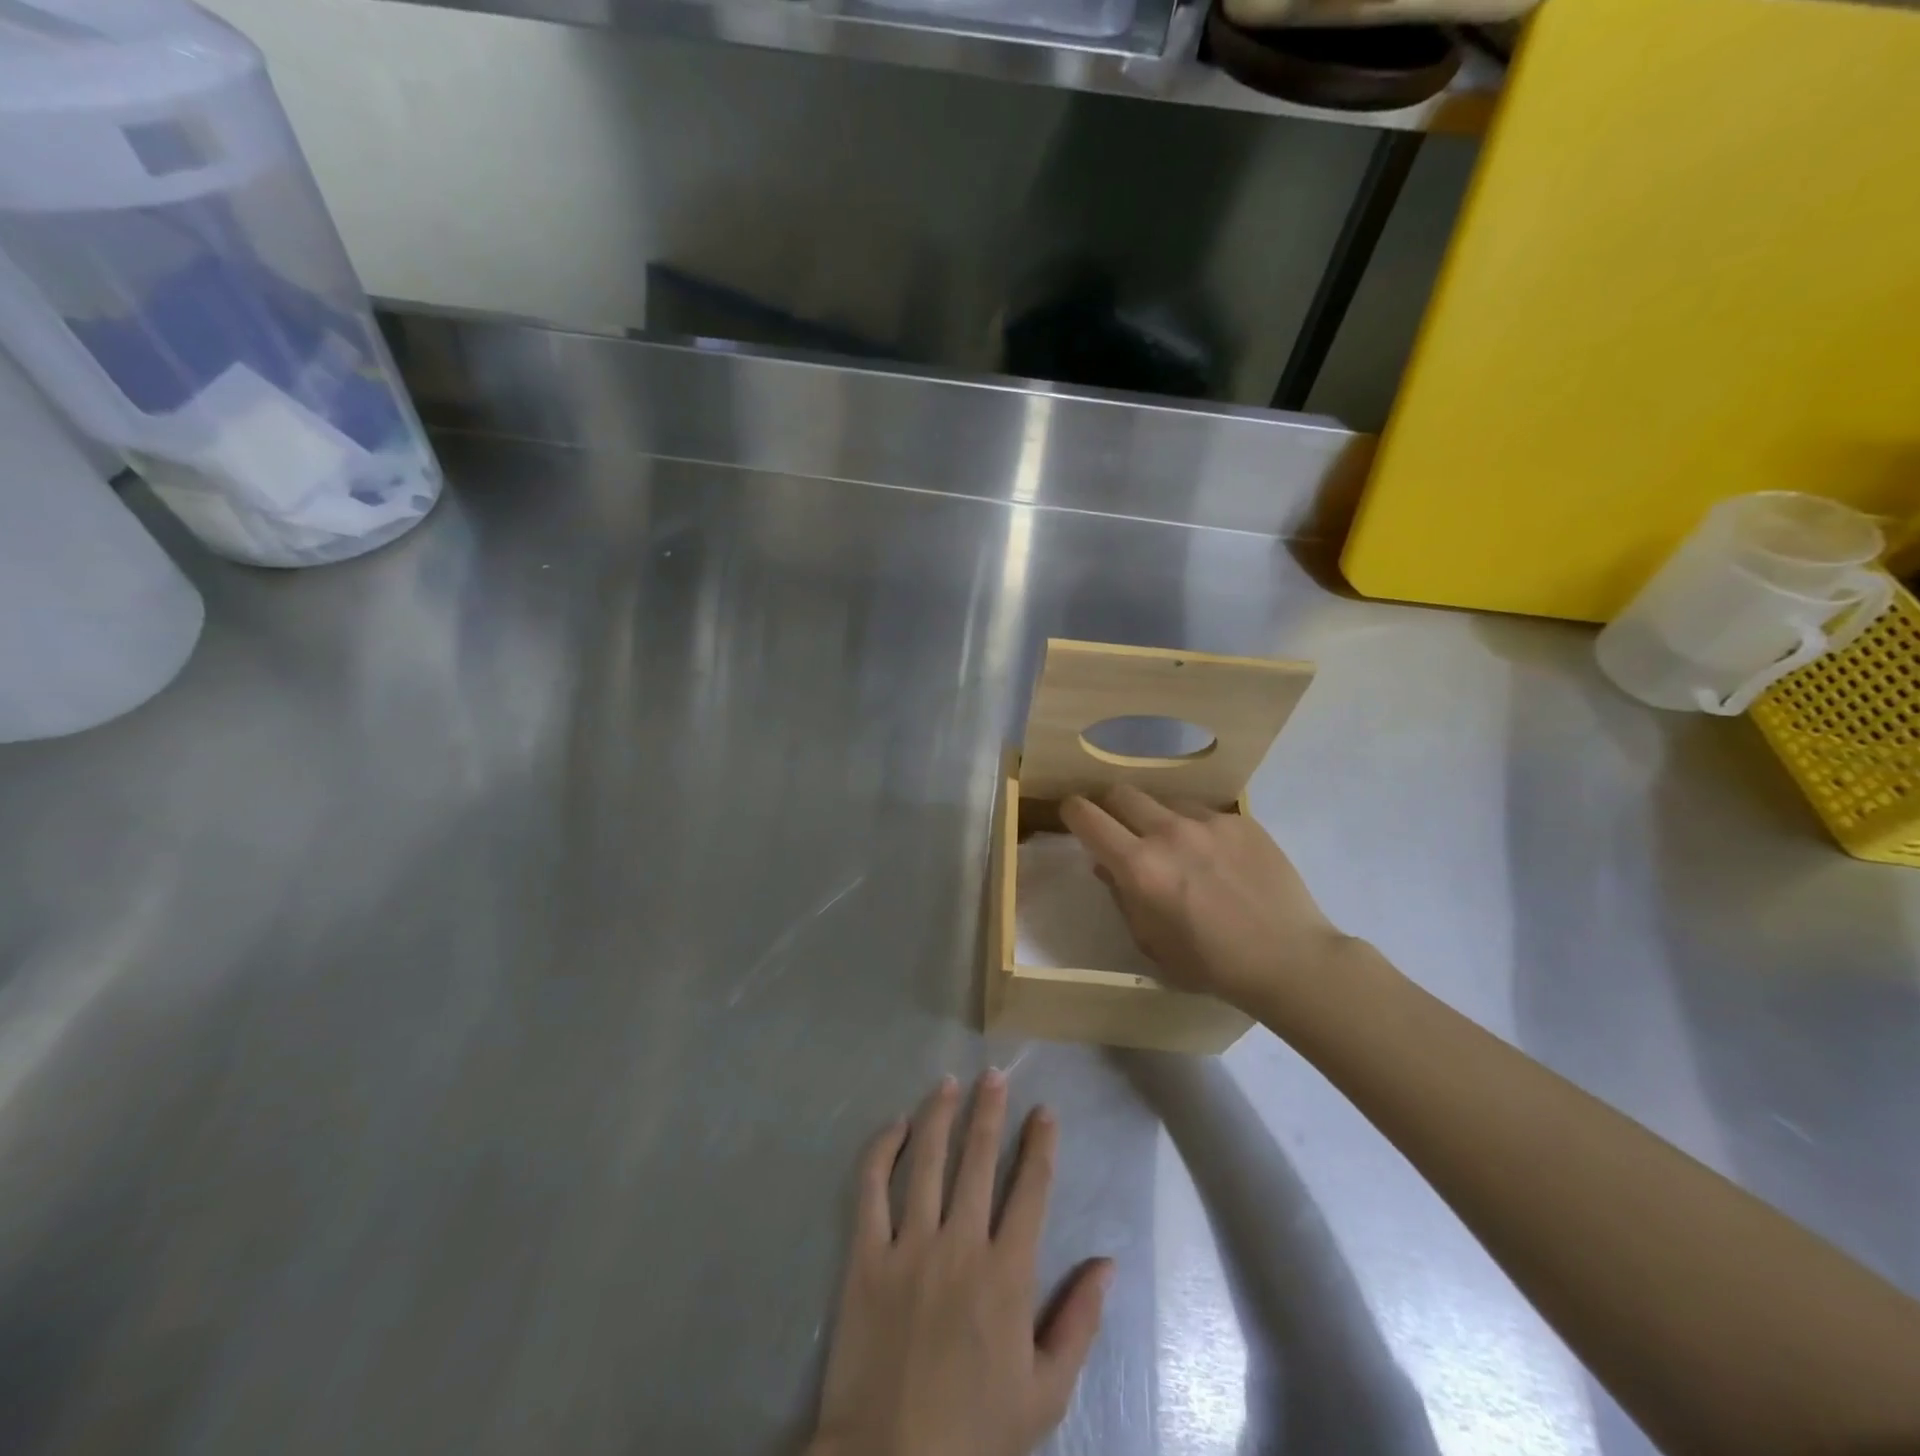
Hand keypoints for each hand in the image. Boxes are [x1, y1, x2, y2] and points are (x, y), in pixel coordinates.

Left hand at [808, 1072, 1112, 1455]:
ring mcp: (909, 1245)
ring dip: (939, 1115)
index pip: (1030, 1190)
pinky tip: (895, 1126)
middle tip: (994, 1075)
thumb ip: (1079, 1322)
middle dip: (989, 1111)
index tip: (1045, 1112)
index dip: (1039, 1145)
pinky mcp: (866, 1256)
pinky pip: (871, 1189)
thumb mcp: (1046, 1393)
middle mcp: (960, 1244)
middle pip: (978, 1160)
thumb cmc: (975, 1432)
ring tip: (948, 1082)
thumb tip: (1108, 1263)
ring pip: (927, 1161)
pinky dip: (882, 1151)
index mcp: (1007, 1274)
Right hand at [1061, 785, 1353, 1012]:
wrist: (1290, 959)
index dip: (1071, 812)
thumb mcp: (1151, 942)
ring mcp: (1208, 821)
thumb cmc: (1211, 964)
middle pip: (1120, 792)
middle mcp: (1168, 832)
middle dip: (1109, 806)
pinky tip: (1214, 855)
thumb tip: (1105, 864)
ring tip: (1172, 843)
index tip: (1073, 817)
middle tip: (1118, 827)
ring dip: (1154, 816)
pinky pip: (1202, 812)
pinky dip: (1194, 827)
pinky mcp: (1240, 820)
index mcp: (1139, 867)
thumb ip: (1121, 896)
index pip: (1086, 816)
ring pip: (1163, 799)